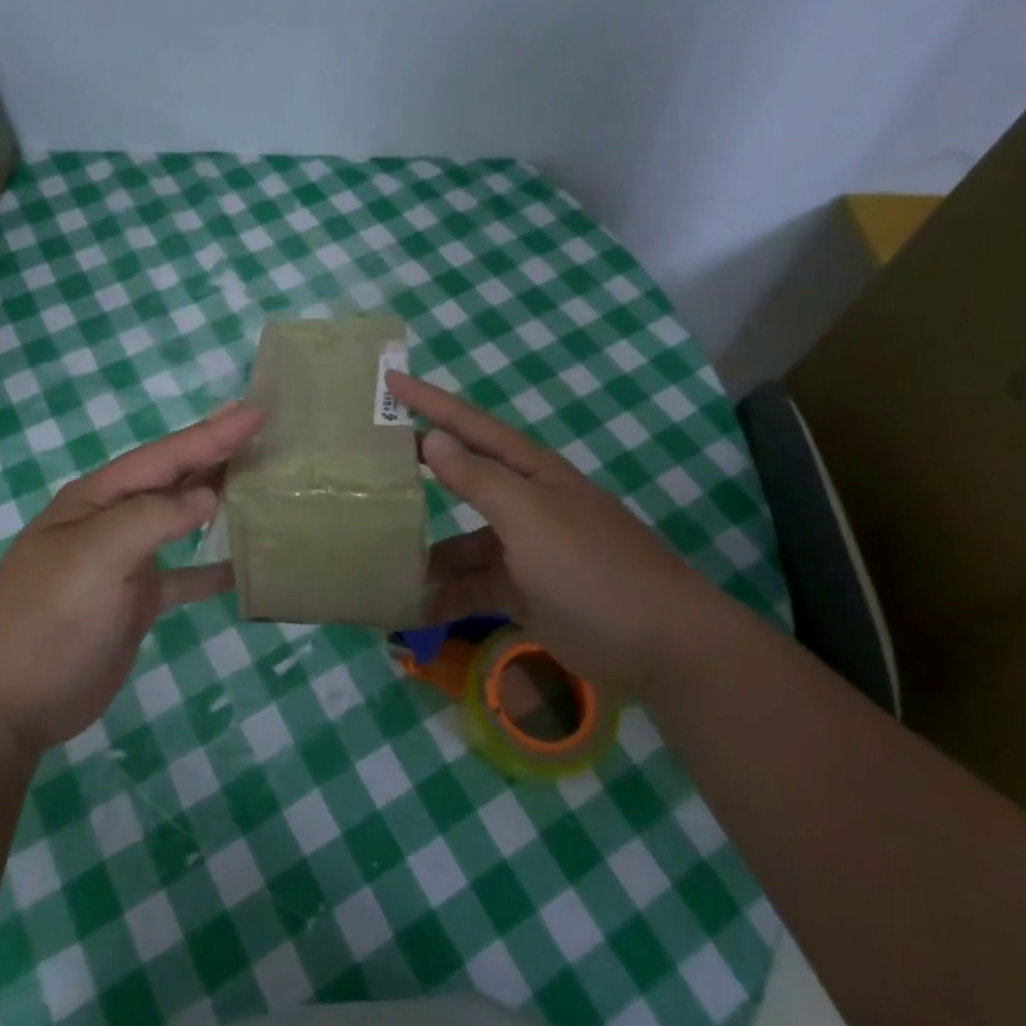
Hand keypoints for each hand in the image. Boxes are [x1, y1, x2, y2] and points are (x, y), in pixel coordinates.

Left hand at [0, 403, 261, 754]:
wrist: (10, 704)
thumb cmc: (50, 618)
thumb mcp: (98, 555)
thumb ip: (154, 517)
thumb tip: (208, 496)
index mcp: (98, 498)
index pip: (165, 455)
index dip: (212, 433)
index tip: (258, 411)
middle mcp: (113, 520)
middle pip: (174, 478)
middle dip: (216, 453)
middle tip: (266, 431)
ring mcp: (125, 561)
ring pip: (181, 520)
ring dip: (217, 499)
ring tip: (261, 481)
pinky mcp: (136, 600)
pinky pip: (184, 575)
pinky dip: (212, 568)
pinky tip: (244, 564)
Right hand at [389, 372, 712, 692]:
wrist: (658, 644)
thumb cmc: (591, 565)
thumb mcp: (529, 516)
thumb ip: (479, 479)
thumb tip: (433, 439)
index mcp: (529, 472)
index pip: (470, 425)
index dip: (430, 402)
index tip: (389, 381)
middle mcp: (524, 503)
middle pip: (462, 480)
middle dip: (420, 471)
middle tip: (368, 462)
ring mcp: (523, 550)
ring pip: (461, 542)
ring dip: (426, 552)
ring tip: (375, 554)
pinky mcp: (522, 592)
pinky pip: (472, 587)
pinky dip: (445, 595)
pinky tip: (409, 607)